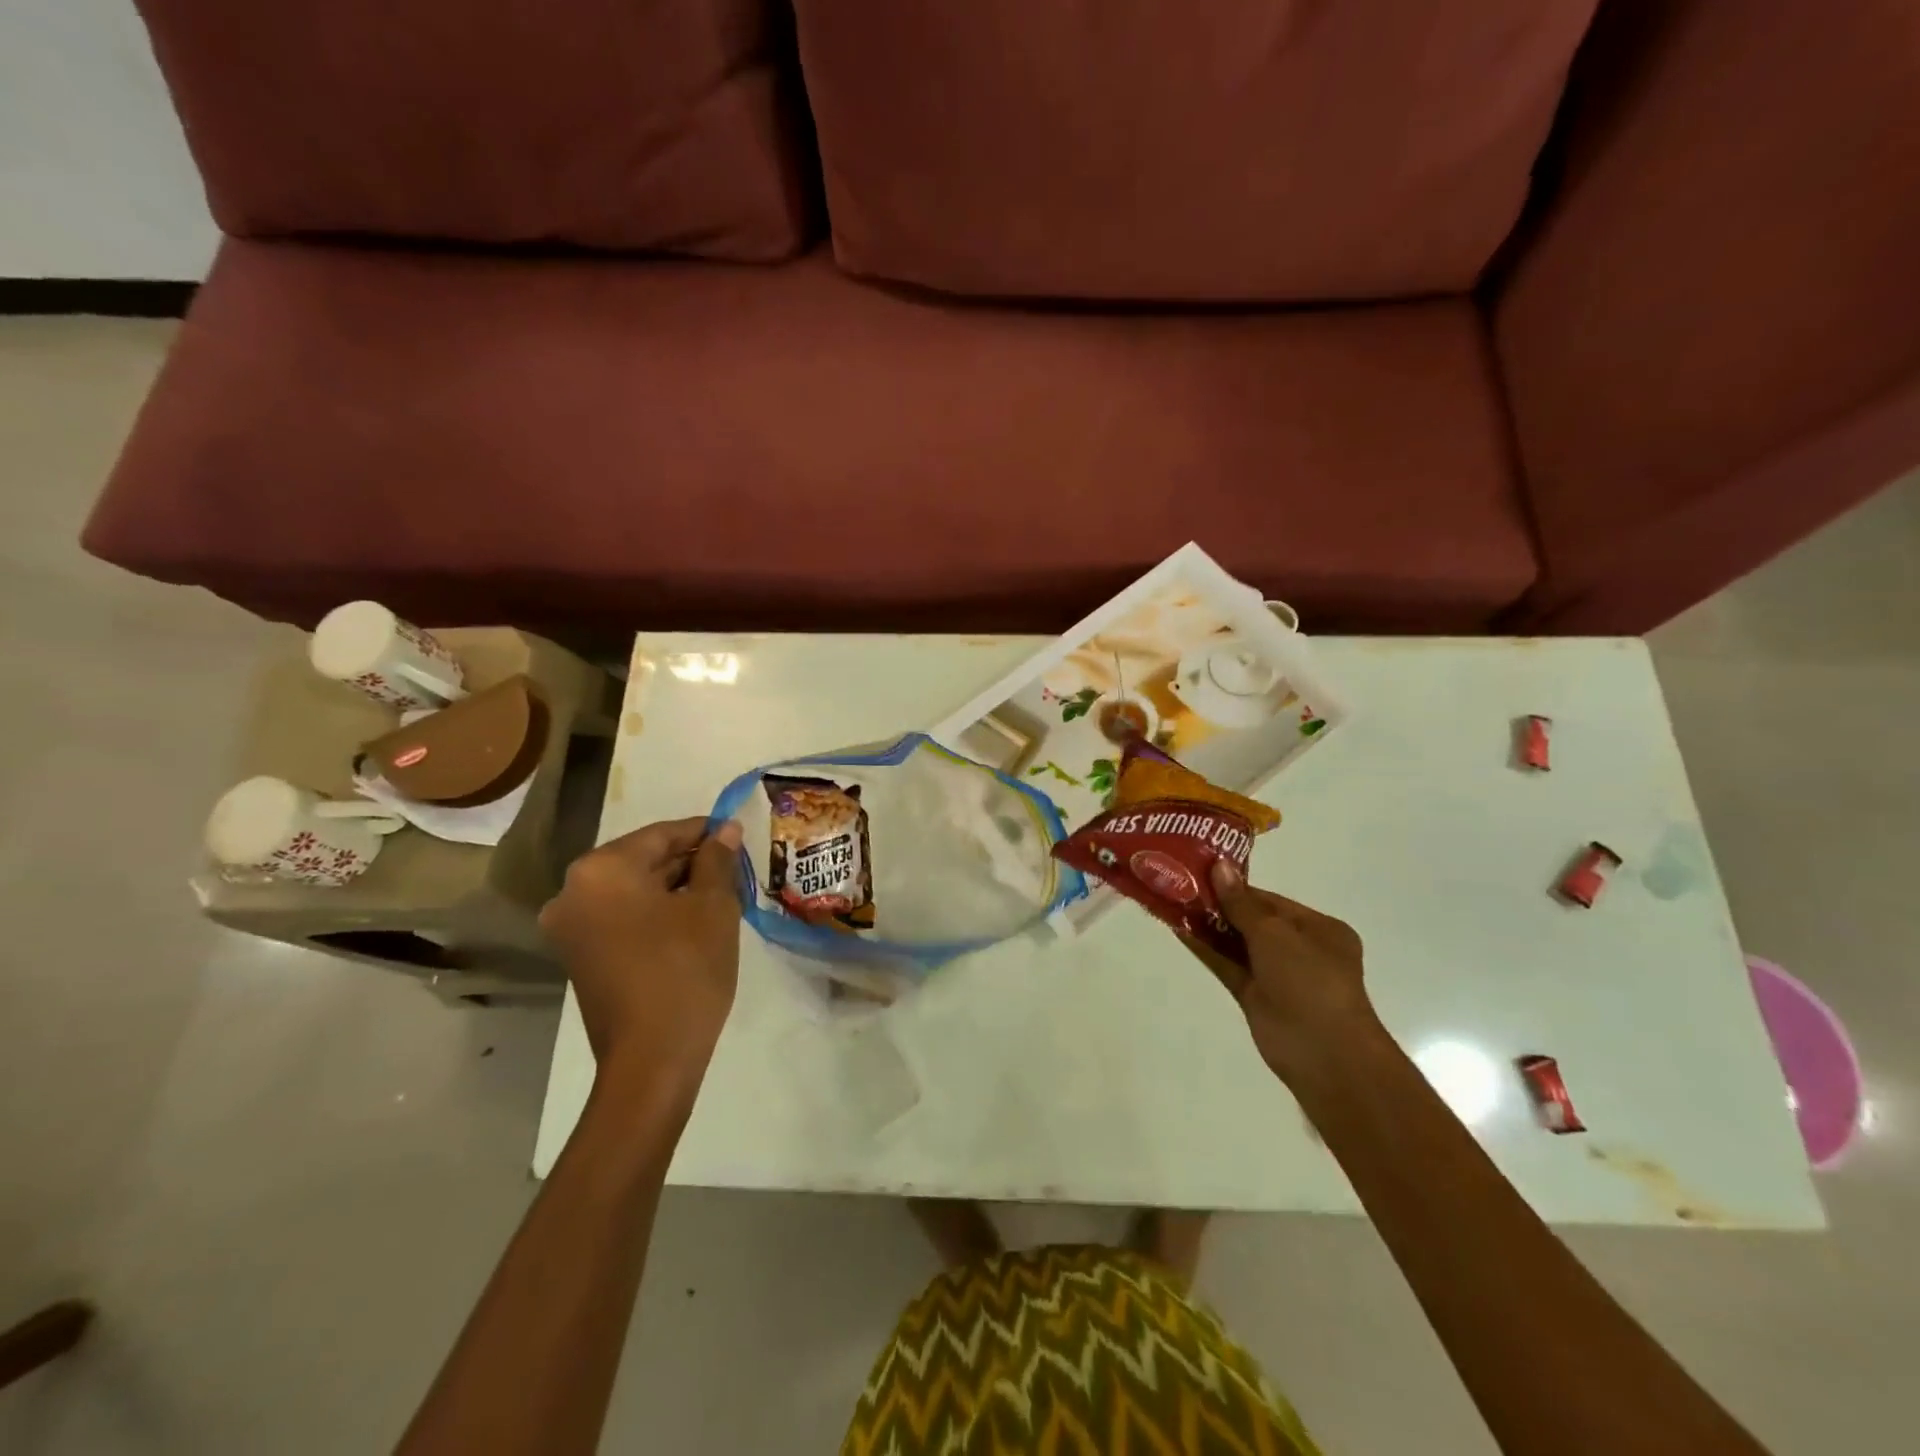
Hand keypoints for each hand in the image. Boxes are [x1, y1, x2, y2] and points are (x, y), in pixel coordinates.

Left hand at [539, 817, 744, 1095]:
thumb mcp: (713, 907)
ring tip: (721, 892)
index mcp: (601, 871)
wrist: (652, 1059)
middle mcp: (573, 892)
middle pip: (642, 860)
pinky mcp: (580, 955)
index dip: (703, 831)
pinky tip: (693, 919)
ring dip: (675, 887)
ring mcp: (571, 928)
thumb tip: (726, 829)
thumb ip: (718, 859)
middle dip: (689, 861)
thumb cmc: (686, 970)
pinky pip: (622, 916)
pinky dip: (656, 911)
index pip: (660, 834)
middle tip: (734, 866)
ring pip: (633, 889)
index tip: (736, 833)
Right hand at [1183, 860, 1378, 1082]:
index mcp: (1319, 929)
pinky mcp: (1256, 997)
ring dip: (1208, 926)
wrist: (1323, 1054)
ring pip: (1237, 944)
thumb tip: (1219, 866)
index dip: (1236, 887)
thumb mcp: (1275, 933)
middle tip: (1180, 883)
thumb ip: (1241, 903)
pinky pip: (1228, 966)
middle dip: (1219, 905)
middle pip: (1252, 920)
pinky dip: (1206, 950)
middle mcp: (1300, 949)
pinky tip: (1179, 930)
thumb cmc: (1309, 981)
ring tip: (1172, 901)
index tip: (1201, 872)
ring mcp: (1277, 975)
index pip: (1271, 901)